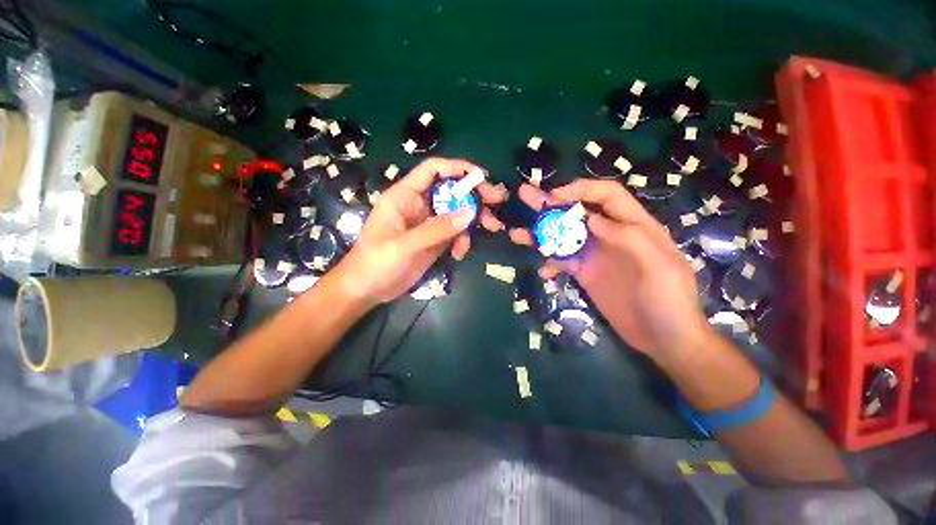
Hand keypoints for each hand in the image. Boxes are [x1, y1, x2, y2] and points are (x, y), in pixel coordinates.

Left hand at [334, 157, 507, 305]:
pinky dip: (462, 239)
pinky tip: (460, 253)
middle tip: (497, 201)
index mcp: (405, 196)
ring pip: (457, 212)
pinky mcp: (433, 240)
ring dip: (474, 220)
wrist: (367, 290)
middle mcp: (419, 205)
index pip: (433, 170)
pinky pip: (455, 232)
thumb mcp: (405, 245)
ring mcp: (428, 223)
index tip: (481, 177)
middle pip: (451, 191)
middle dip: (475, 194)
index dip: (457, 168)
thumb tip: (470, 213)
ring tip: (491, 229)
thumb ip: (437, 229)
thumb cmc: (377, 263)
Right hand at [508, 179, 708, 357]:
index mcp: (633, 225)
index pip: (606, 195)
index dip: (581, 190)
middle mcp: (610, 235)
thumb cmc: (669, 300)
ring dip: (541, 233)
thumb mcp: (659, 266)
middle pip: (577, 212)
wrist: (664, 339)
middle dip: (550, 203)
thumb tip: (592, 219)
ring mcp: (595, 255)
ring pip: (564, 236)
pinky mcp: (585, 273)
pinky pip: (562, 262)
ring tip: (517, 234)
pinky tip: (543, 272)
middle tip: (524, 195)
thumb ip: (629, 238)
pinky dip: (550, 264)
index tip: (554, 196)